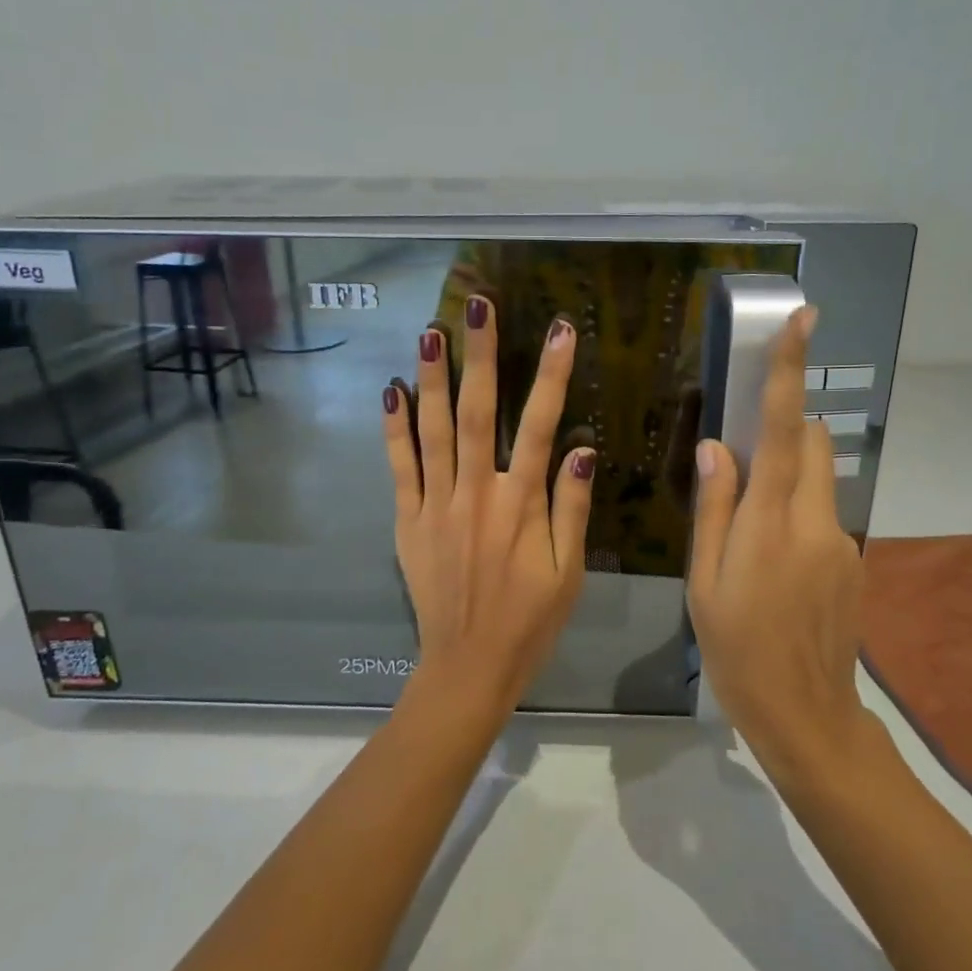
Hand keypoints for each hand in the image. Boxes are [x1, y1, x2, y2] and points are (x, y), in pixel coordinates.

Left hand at [383, 296, 594, 711]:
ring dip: (433, 378)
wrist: (468, 664)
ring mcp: (435, 504)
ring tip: (431, 331)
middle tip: (478, 306)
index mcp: (520, 504)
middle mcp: (475, 493)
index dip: (552, 375)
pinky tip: (392, 391)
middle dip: (480, 356)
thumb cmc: (529, 620)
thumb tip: (579, 447)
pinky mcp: (408, 520)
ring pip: (432, 430)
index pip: (540, 425)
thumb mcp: (568, 571)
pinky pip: (399, 466)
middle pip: (477, 413)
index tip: (562, 331)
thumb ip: (571, 506)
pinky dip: (395, 428)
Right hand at [687, 306, 872, 783]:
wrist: (806, 715)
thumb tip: (717, 446)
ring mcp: (843, 542)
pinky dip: (798, 517)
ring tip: (753, 538)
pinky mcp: (854, 562)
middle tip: (745, 464)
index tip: (805, 318)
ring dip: (790, 479)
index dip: (790, 372)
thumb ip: (715, 507)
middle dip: (787, 430)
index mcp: (772, 523)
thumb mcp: (706, 581)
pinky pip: (824, 516)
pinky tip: (775, 571)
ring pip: (819, 481)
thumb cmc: (738, 650)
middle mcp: (817, 521)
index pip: (785, 431)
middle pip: (814, 443)